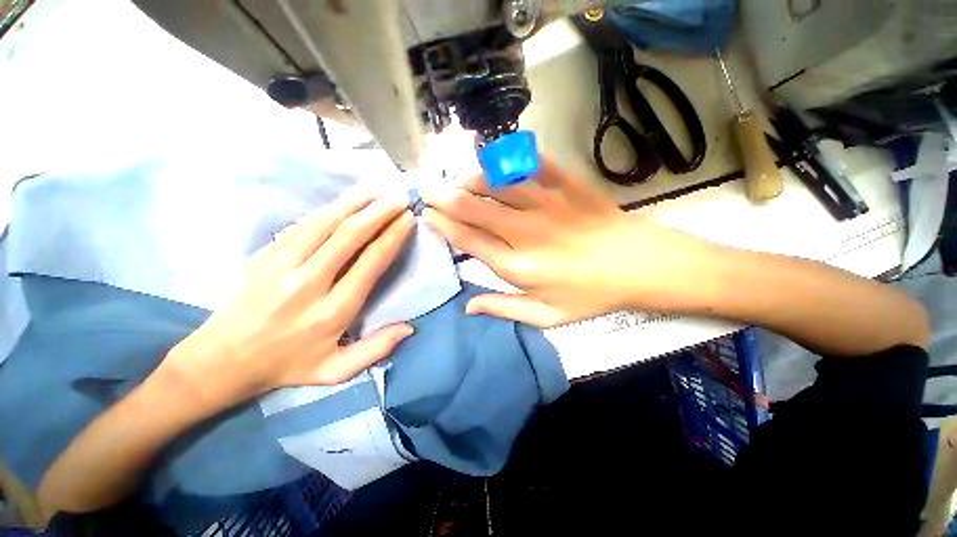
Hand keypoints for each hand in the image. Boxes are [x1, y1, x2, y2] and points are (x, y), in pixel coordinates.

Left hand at [157, 192, 415, 413]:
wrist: (221, 361)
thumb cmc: (286, 366)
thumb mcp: (336, 371)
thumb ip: (376, 349)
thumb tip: (410, 327)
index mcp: (332, 311)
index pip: (370, 263)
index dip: (392, 237)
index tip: (408, 220)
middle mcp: (309, 283)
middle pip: (350, 236)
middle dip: (379, 213)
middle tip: (399, 198)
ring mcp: (282, 265)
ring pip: (324, 223)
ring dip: (354, 203)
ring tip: (377, 189)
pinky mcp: (264, 255)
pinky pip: (302, 225)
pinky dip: (328, 209)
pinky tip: (344, 200)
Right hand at [422, 159, 706, 326]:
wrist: (639, 266)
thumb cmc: (590, 295)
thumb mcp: (546, 316)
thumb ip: (504, 309)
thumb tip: (467, 307)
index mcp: (518, 266)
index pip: (468, 240)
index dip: (443, 225)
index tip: (428, 215)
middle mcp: (525, 232)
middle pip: (473, 207)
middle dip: (444, 196)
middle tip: (428, 190)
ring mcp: (546, 204)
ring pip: (495, 182)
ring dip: (470, 178)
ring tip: (458, 179)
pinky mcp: (566, 185)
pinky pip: (531, 164)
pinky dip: (508, 160)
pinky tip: (496, 162)